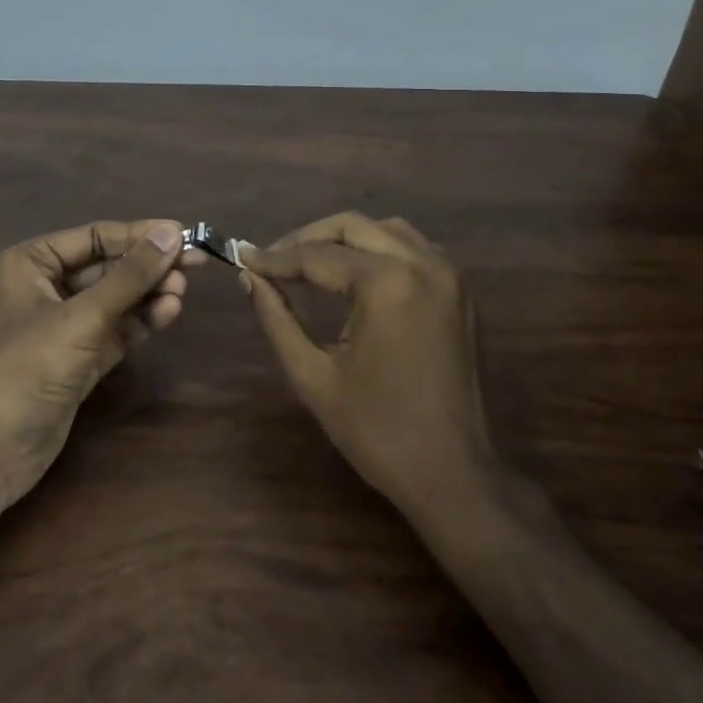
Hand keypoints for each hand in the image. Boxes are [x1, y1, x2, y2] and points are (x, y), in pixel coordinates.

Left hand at [0, 219, 203, 511]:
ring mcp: (63, 325)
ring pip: (115, 299)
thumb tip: (171, 234)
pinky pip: (115, 329)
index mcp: (32, 263)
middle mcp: (46, 287)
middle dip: (147, 266)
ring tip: (180, 292)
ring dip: (148, 294)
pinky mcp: (77, 358)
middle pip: (108, 266)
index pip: (94, 237)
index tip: (184, 234)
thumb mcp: (82, 317)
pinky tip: (168, 313)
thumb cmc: (26, 367)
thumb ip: (129, 276)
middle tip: (195, 264)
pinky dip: (140, 321)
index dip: (139, 235)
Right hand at [240, 212, 495, 514]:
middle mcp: (422, 264)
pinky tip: (354, 272)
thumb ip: (277, 318)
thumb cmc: (377, 431)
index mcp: (387, 285)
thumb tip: (251, 277)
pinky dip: (379, 249)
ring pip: (385, 230)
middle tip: (271, 260)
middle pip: (352, 227)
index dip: (275, 258)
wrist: (454, 475)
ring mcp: (448, 274)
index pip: (317, 256)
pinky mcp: (460, 290)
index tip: (242, 257)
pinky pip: (413, 248)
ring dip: (344, 238)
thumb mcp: (313, 376)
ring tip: (308, 262)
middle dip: (306, 239)